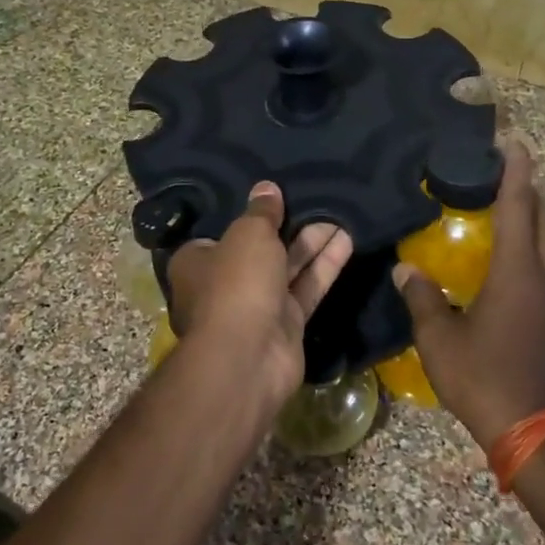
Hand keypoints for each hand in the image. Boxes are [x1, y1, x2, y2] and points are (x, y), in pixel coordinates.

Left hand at [166, 182, 352, 405]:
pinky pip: (306, 289)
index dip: (248, 216)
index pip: (222, 232)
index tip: (273, 196)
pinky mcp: (286, 325)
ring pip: (288, 268)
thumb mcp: (248, 234)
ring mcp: (256, 306)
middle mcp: (224, 284)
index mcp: (197, 261)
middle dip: (288, 227)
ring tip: (340, 214)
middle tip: (316, 199)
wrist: (248, 356)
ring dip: (312, 243)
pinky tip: (347, 241)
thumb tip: (266, 188)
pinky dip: (324, 267)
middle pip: (260, 249)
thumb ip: (261, 212)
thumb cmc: (236, 284)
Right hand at [394, 138, 544, 450]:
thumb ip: (422, 298)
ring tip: (509, 211)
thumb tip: (405, 268)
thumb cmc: (484, 378)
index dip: (515, 174)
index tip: (514, 143)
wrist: (533, 431)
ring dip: (537, 222)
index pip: (518, 210)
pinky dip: (534, 251)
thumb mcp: (440, 339)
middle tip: (507, 176)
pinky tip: (509, 263)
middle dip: (532, 194)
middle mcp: (542, 280)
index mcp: (517, 274)